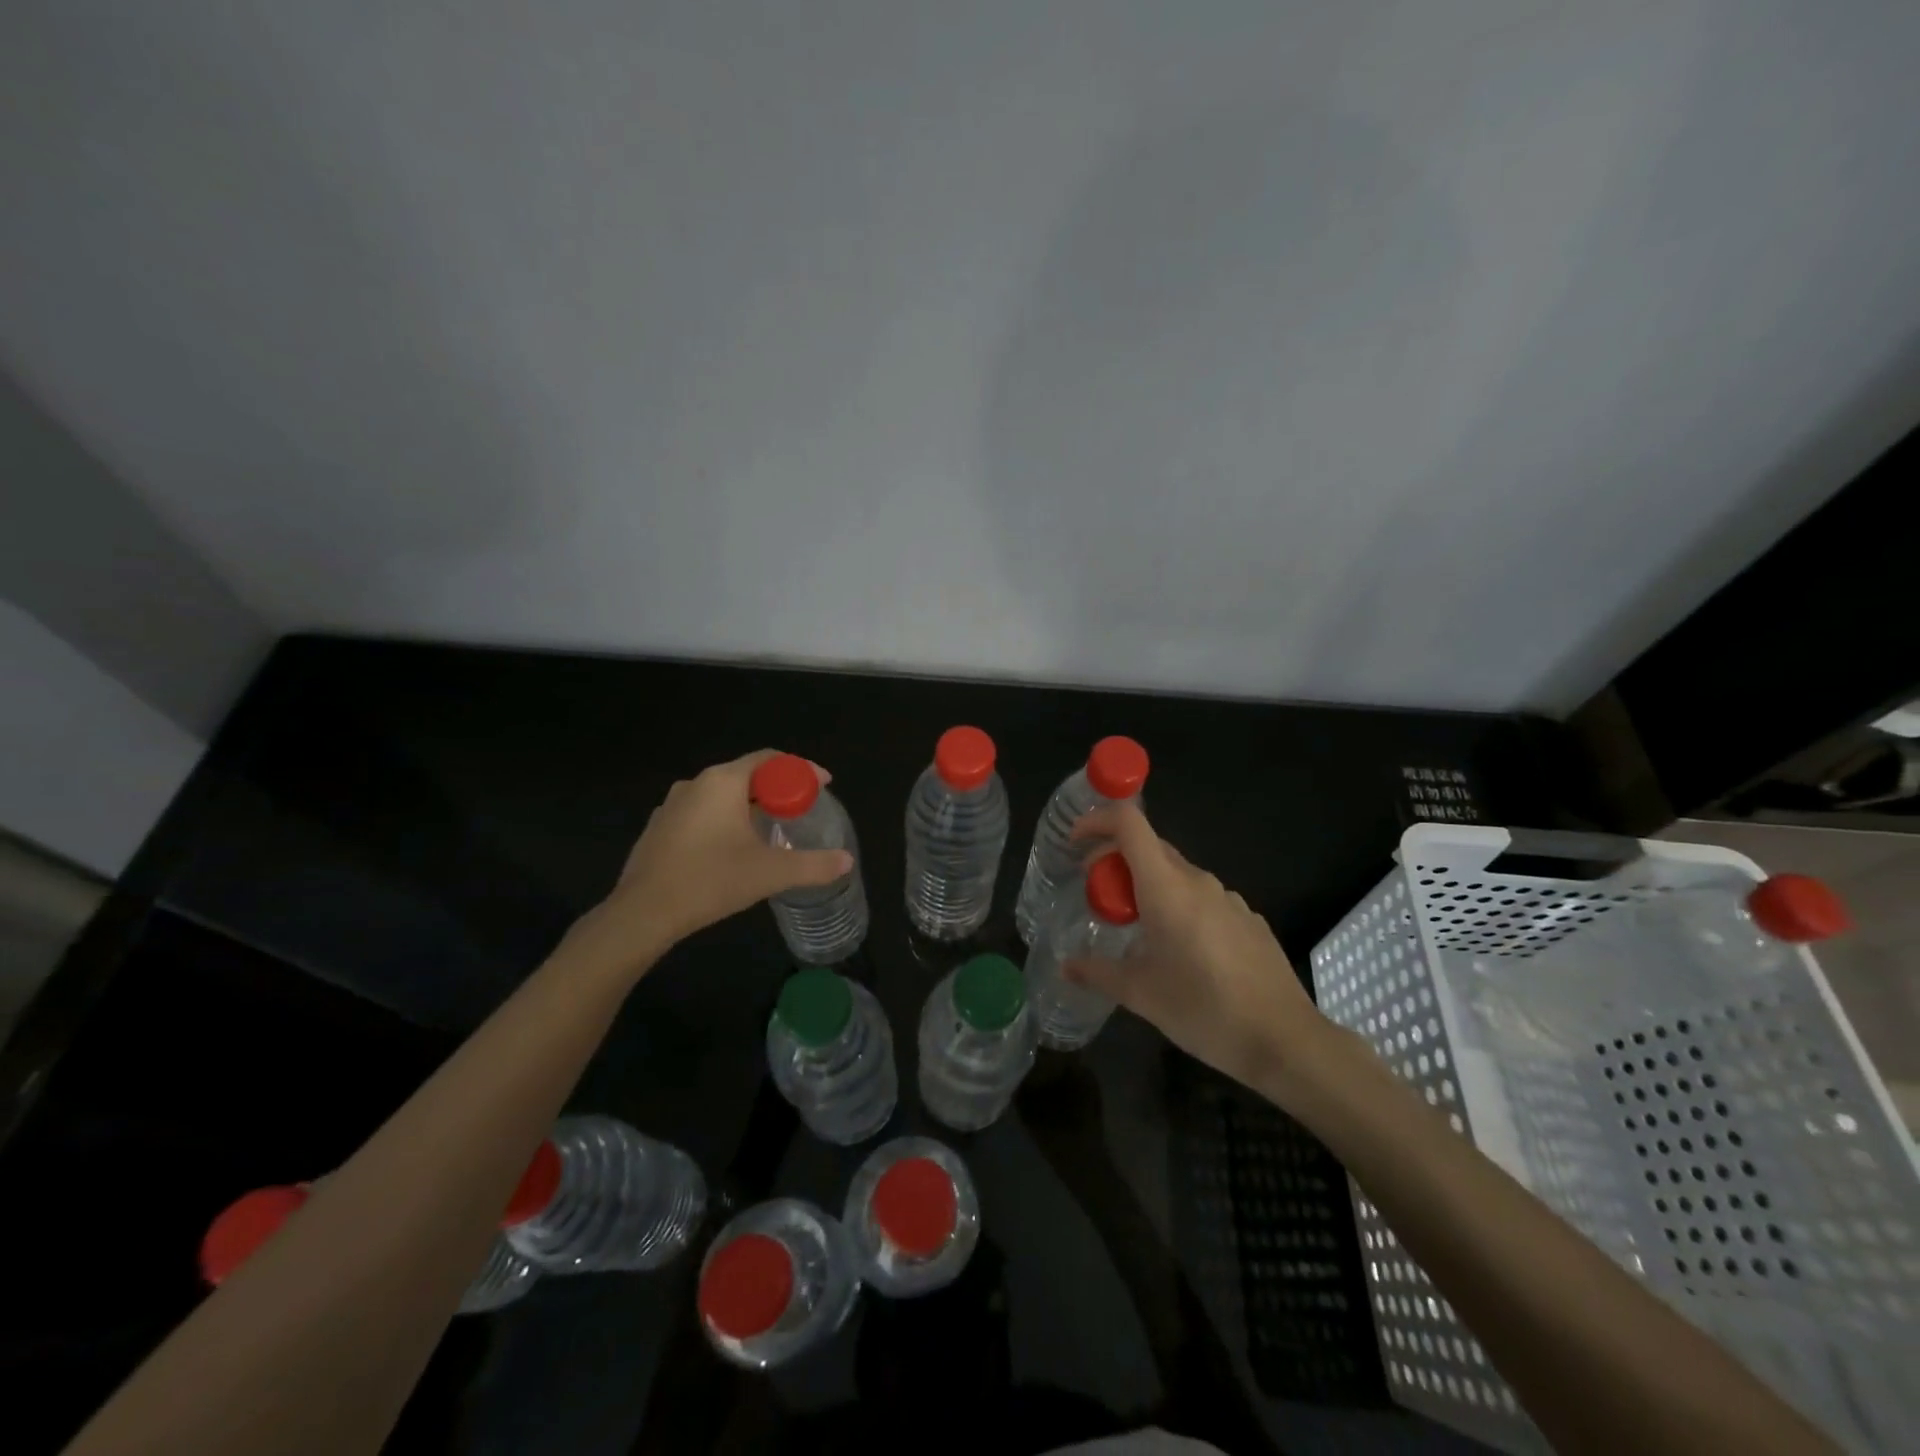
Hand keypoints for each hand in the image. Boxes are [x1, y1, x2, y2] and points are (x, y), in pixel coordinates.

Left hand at [565, 750, 852, 978]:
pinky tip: (731, 849)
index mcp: (724, 781)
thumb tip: (846, 861)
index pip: (771, 759)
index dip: (801, 770)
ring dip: (749, 806)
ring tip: (770, 830)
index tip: (823, 786)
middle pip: (747, 774)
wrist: (643, 914)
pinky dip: (724, 820)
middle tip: (800, 811)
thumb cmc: (710, 881)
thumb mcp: (770, 873)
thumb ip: (813, 865)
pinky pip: (702, 812)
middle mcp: (696, 783)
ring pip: (722, 794)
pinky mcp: (659, 828)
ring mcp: (672, 805)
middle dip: (777, 789)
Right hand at [1064, 801, 1330, 1094]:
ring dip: (1148, 887)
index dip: (1098, 821)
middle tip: (1098, 897)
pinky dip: (1179, 907)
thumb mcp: (1141, 994)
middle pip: (1150, 848)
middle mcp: (1198, 881)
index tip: (1075, 843)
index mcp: (1167, 887)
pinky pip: (1203, 898)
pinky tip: (1181, 951)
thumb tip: (1066, 966)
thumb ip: (1098, 972)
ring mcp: (1229, 899)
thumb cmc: (1203, 1010)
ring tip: (1136, 929)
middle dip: (1116, 862)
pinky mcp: (1249, 919)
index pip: (1130, 824)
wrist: (1284, 1040)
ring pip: (1177, 875)